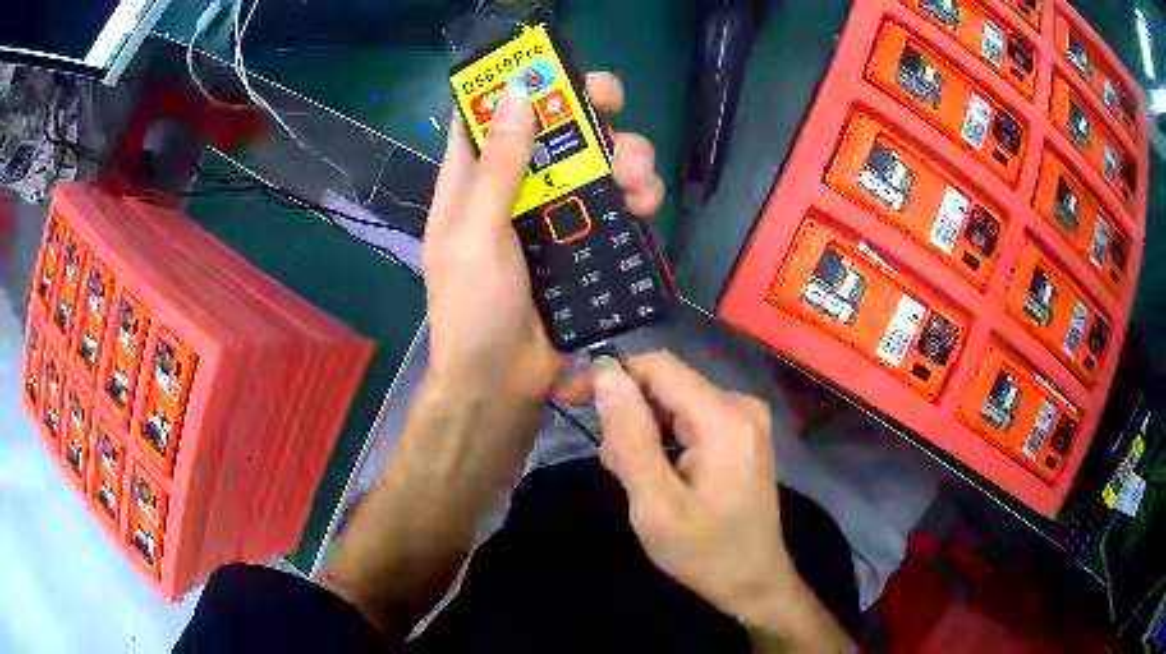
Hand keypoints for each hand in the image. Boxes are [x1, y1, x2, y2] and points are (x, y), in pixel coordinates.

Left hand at [423, 72, 663, 409]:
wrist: (502, 383)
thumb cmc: (473, 308)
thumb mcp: (477, 233)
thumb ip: (498, 167)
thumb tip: (516, 93)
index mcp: (471, 181)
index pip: (488, 115)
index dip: (517, 83)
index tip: (553, 65)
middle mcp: (513, 189)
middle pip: (553, 131)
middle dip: (586, 111)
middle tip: (614, 102)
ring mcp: (551, 216)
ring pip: (593, 164)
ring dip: (621, 157)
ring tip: (635, 178)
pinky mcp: (582, 243)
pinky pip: (613, 206)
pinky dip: (633, 198)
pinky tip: (644, 206)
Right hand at [591, 352, 786, 619]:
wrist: (753, 580)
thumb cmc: (703, 552)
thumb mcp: (655, 504)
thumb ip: (629, 437)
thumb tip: (606, 374)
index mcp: (724, 418)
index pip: (657, 365)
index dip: (610, 375)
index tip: (572, 400)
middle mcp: (740, 404)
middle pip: (666, 383)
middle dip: (627, 414)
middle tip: (613, 467)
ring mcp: (745, 417)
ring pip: (674, 401)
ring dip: (643, 431)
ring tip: (636, 480)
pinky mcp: (742, 432)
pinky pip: (690, 417)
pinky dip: (663, 439)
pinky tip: (659, 475)